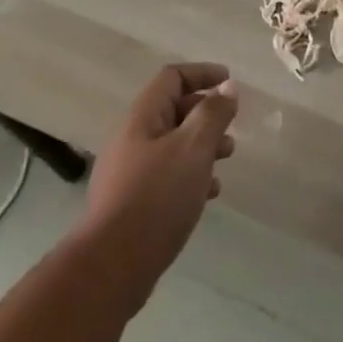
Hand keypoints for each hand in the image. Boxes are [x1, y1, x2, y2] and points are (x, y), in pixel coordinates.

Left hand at [77, 62, 238, 306]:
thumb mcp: (192, 149)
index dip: (202, 73)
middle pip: (173, 110)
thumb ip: (213, 114)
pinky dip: (191, 175)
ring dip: (202, 145)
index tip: (230, 82)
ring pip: (173, 145)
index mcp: (143, 117)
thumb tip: (227, 86)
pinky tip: (209, 193)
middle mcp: (133, 138)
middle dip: (206, 113)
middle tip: (232, 126)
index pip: (172, 77)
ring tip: (227, 158)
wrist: (110, 268)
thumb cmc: (155, 198)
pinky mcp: (132, 203)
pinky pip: (167, 175)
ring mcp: (130, 172)